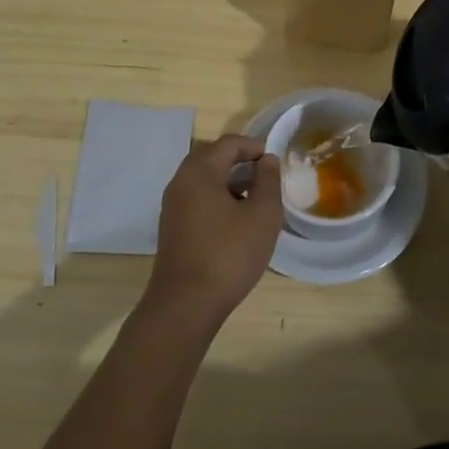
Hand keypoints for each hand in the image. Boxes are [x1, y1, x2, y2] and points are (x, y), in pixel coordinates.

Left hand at [145, 135, 282, 323]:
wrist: (186, 305)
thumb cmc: (229, 254)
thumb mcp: (262, 215)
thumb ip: (268, 181)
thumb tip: (267, 160)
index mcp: (199, 172)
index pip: (229, 144)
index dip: (254, 147)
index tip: (275, 160)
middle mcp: (180, 182)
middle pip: (212, 157)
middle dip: (240, 161)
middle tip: (266, 175)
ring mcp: (172, 206)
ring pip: (203, 179)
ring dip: (229, 180)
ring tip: (256, 196)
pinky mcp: (172, 227)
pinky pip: (197, 198)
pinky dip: (217, 197)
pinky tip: (236, 218)